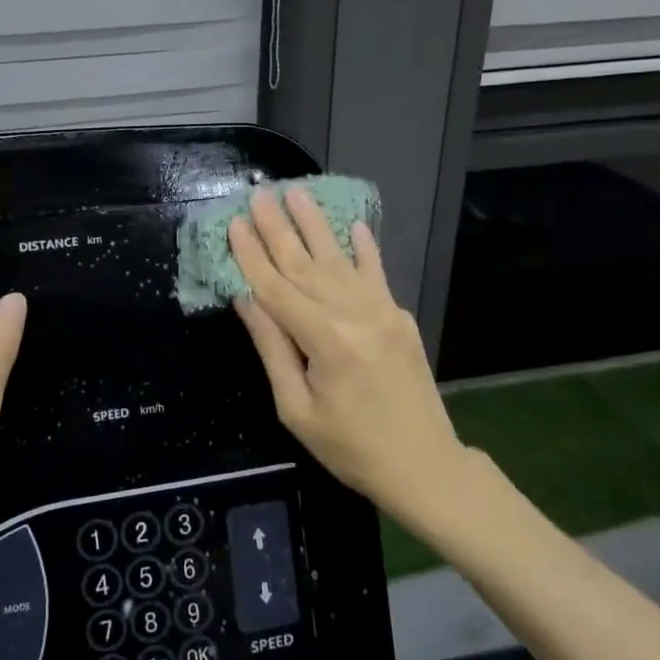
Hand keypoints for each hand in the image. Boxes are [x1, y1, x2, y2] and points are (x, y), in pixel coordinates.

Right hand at [228, 187, 460, 508]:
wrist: (424, 465)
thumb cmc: (350, 448)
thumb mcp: (297, 409)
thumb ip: (272, 348)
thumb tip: (246, 298)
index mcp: (325, 341)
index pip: (276, 288)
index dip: (251, 255)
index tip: (234, 222)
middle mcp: (354, 315)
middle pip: (305, 264)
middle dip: (278, 228)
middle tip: (259, 193)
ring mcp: (383, 312)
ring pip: (339, 260)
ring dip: (315, 225)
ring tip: (297, 193)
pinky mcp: (400, 317)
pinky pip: (378, 274)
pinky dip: (365, 248)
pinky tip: (354, 224)